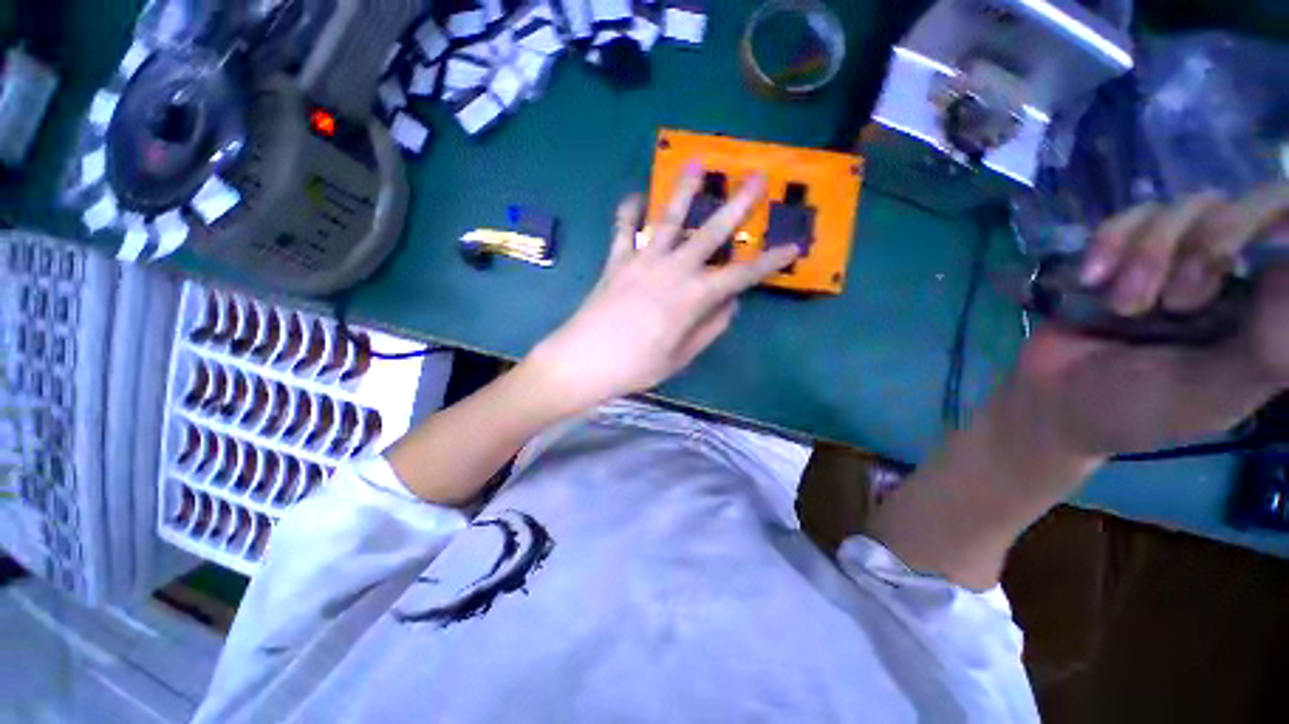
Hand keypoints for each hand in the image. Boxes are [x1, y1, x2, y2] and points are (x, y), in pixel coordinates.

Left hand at [524, 166, 798, 414]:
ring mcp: (642, 261)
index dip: (769, 262)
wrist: (584, 360)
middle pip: (710, 232)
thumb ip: (709, 328)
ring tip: (697, 164)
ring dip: (684, 190)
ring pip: (667, 219)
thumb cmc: (636, 366)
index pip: (741, 275)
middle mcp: (672, 270)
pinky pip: (624, 229)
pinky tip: (634, 196)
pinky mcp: (617, 261)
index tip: (792, 247)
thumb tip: (730, 303)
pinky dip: (628, 211)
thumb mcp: (680, 356)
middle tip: (757, 178)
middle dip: (737, 205)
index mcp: (692, 298)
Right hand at [1011, 186, 1288, 460]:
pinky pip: (1131, 215)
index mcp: (1266, 310)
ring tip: (1122, 307)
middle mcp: (1234, 274)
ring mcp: (1177, 257)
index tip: (1256, 245)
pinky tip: (1091, 279)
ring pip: (1186, 208)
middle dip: (1209, 243)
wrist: (1050, 400)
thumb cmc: (1137, 408)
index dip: (1284, 223)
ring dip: (1148, 255)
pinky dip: (1110, 242)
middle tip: (1178, 299)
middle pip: (1248, 206)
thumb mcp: (1212, 392)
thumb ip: (1268, 348)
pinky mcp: (1124, 251)